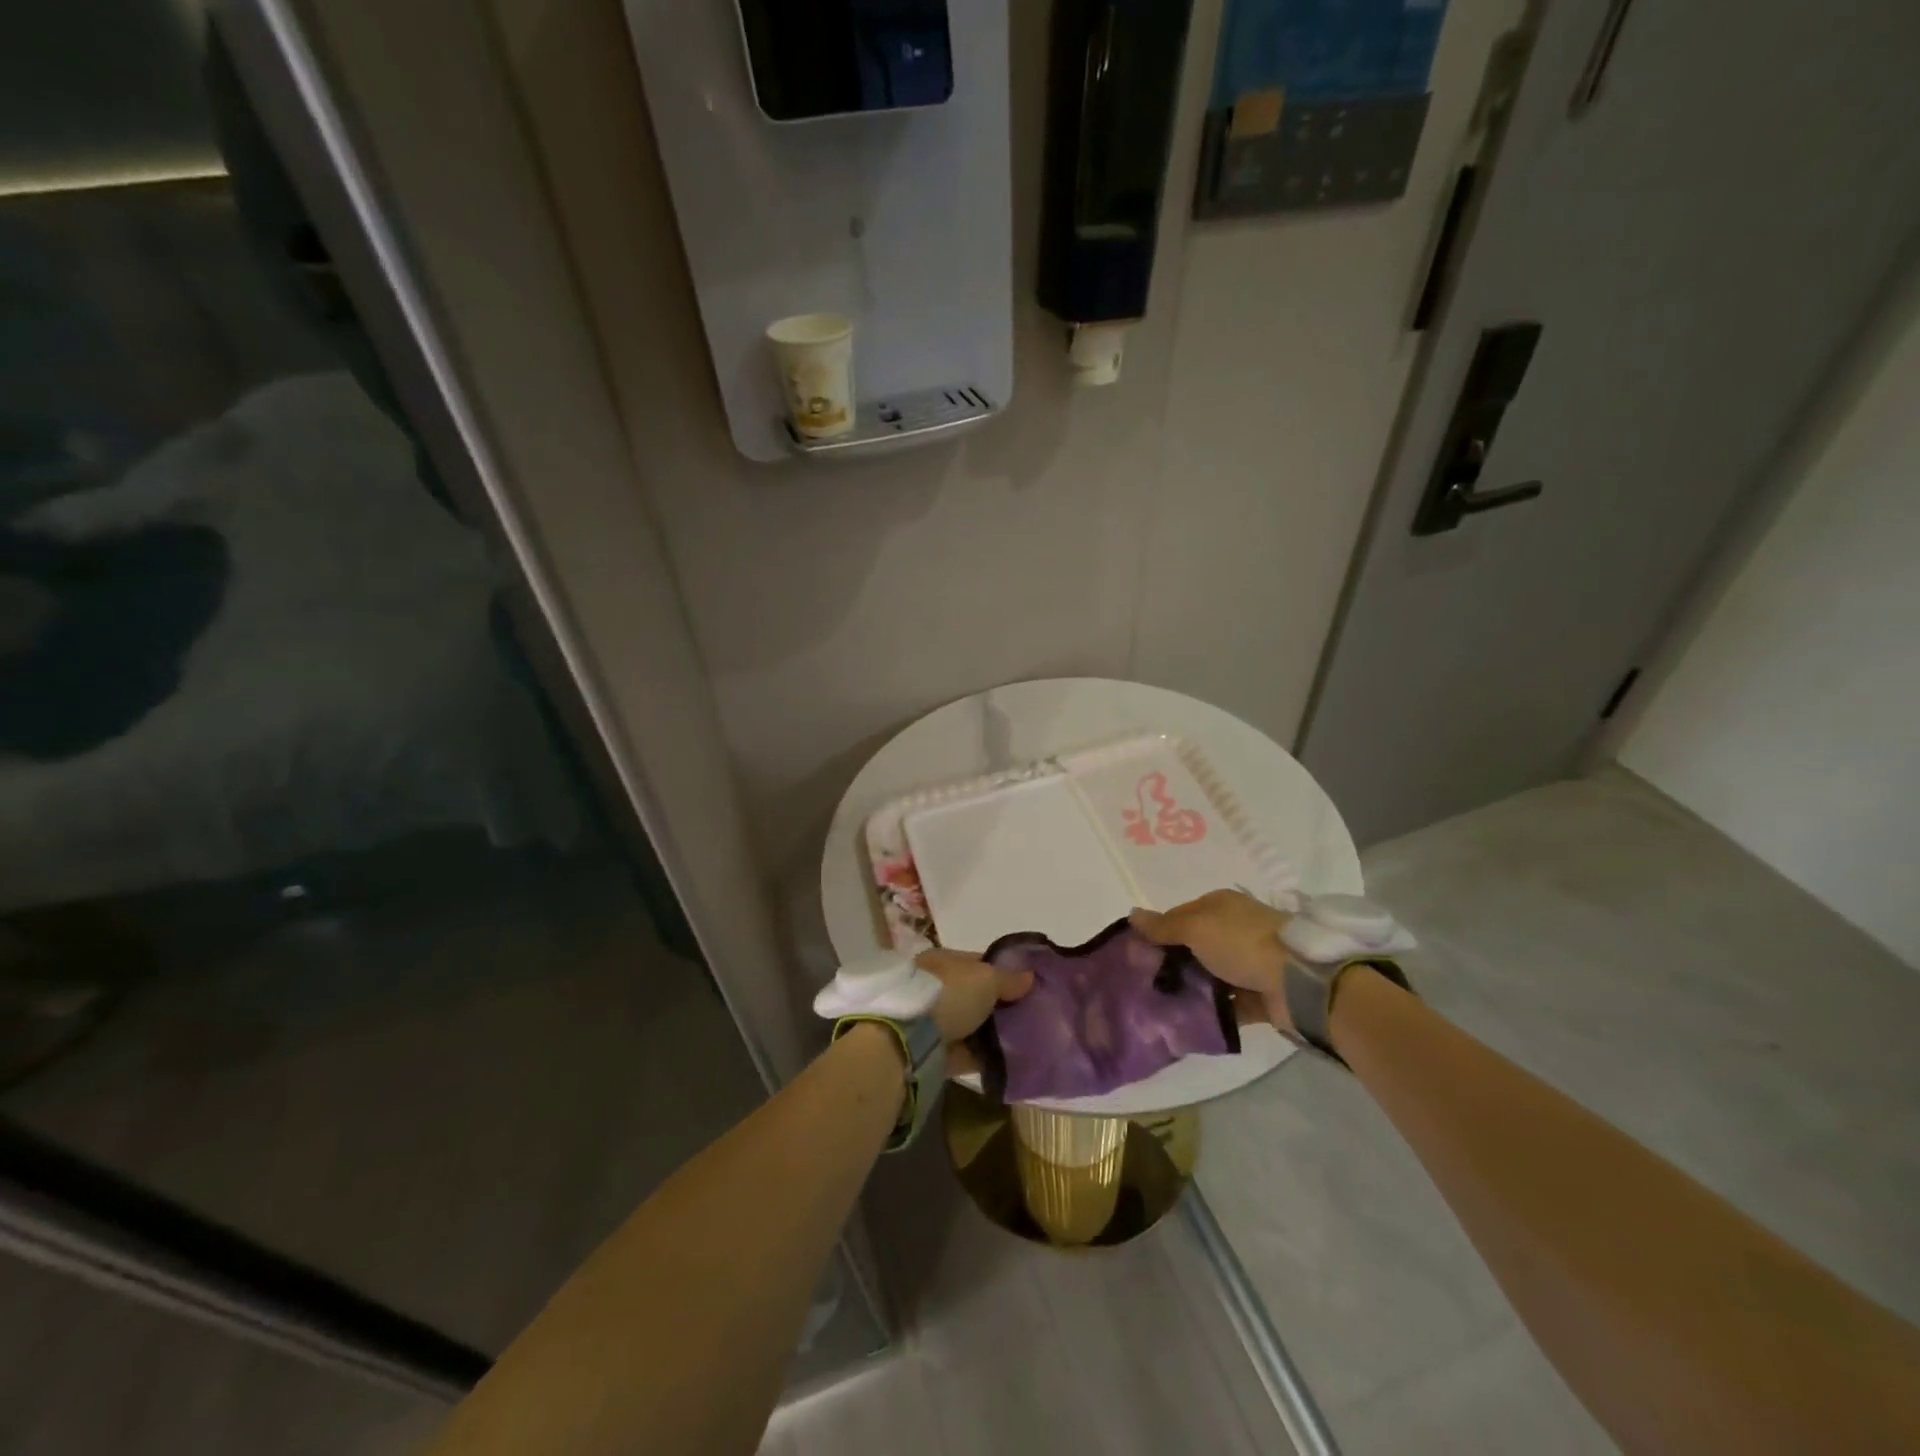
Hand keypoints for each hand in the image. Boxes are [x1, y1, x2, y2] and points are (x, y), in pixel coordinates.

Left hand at [915, 948, 1033, 1045]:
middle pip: (974, 995)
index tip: (1026, 986)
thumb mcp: (985, 979)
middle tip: (1028, 1015)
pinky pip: (965, 1052)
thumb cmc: (948, 995)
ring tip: (1023, 1040)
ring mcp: (933, 1020)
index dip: (1002, 971)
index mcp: (943, 961)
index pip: (978, 963)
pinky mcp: (934, 1052)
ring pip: (970, 1024)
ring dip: (990, 1032)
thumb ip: (1008, 978)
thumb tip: (1029, 976)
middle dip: (998, 1005)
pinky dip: (982, 1056)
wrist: (910, 1039)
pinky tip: (1006, 1061)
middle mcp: (936, 987)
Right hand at [1130, 890, 1293, 1032]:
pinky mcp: (1258, 995)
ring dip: (1191, 989)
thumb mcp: (1195, 928)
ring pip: (1209, 976)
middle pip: (1194, 946)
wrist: (1298, 981)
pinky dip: (1212, 1011)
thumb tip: (1131, 914)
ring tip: (1161, 1006)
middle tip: (1145, 983)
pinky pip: (1227, 1004)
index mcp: (1220, 906)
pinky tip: (1187, 1022)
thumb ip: (1163, 926)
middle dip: (1172, 964)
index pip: (1180, 915)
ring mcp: (1248, 963)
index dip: (1158, 932)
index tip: (1137, 954)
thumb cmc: (1241, 943)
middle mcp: (1234, 930)